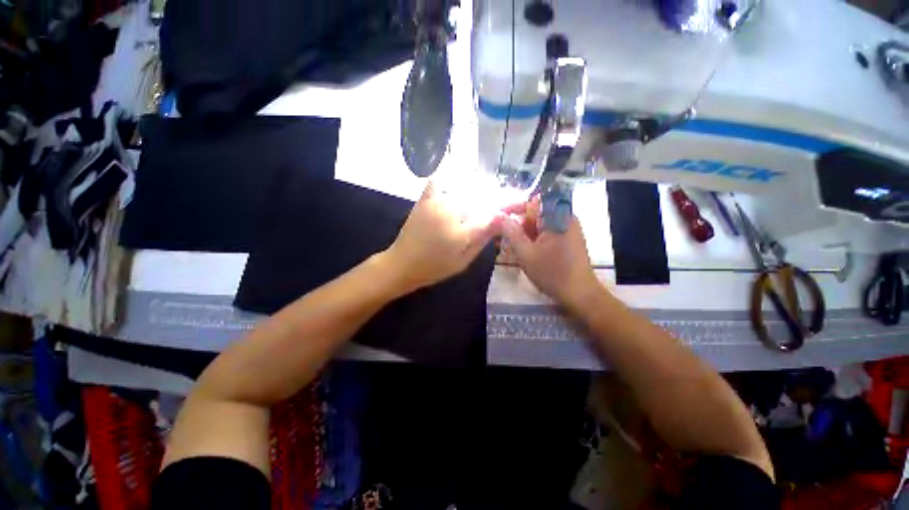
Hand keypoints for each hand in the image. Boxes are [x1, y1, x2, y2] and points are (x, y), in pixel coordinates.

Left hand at [381, 182, 503, 294]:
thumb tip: (500, 221)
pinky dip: (446, 184)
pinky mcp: (424, 200)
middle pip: (478, 201)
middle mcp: (451, 213)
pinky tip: (451, 193)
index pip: (490, 216)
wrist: (403, 264)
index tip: (501, 219)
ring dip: (470, 198)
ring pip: (462, 192)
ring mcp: (436, 204)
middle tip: (480, 221)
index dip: (498, 217)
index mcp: (462, 233)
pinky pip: (438, 183)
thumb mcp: (463, 261)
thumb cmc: (435, 268)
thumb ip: (482, 240)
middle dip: (484, 208)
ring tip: (465, 213)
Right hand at [501, 197, 599, 307]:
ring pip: (541, 223)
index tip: (501, 216)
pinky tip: (527, 250)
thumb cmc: (552, 273)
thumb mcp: (526, 253)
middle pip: (537, 212)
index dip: (515, 206)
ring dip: (526, 231)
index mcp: (557, 217)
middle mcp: (565, 218)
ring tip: (513, 245)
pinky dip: (535, 238)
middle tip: (505, 235)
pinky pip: (548, 231)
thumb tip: (499, 217)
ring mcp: (569, 229)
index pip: (533, 201)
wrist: (579, 294)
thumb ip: (512, 232)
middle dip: (519, 222)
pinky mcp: (569, 239)